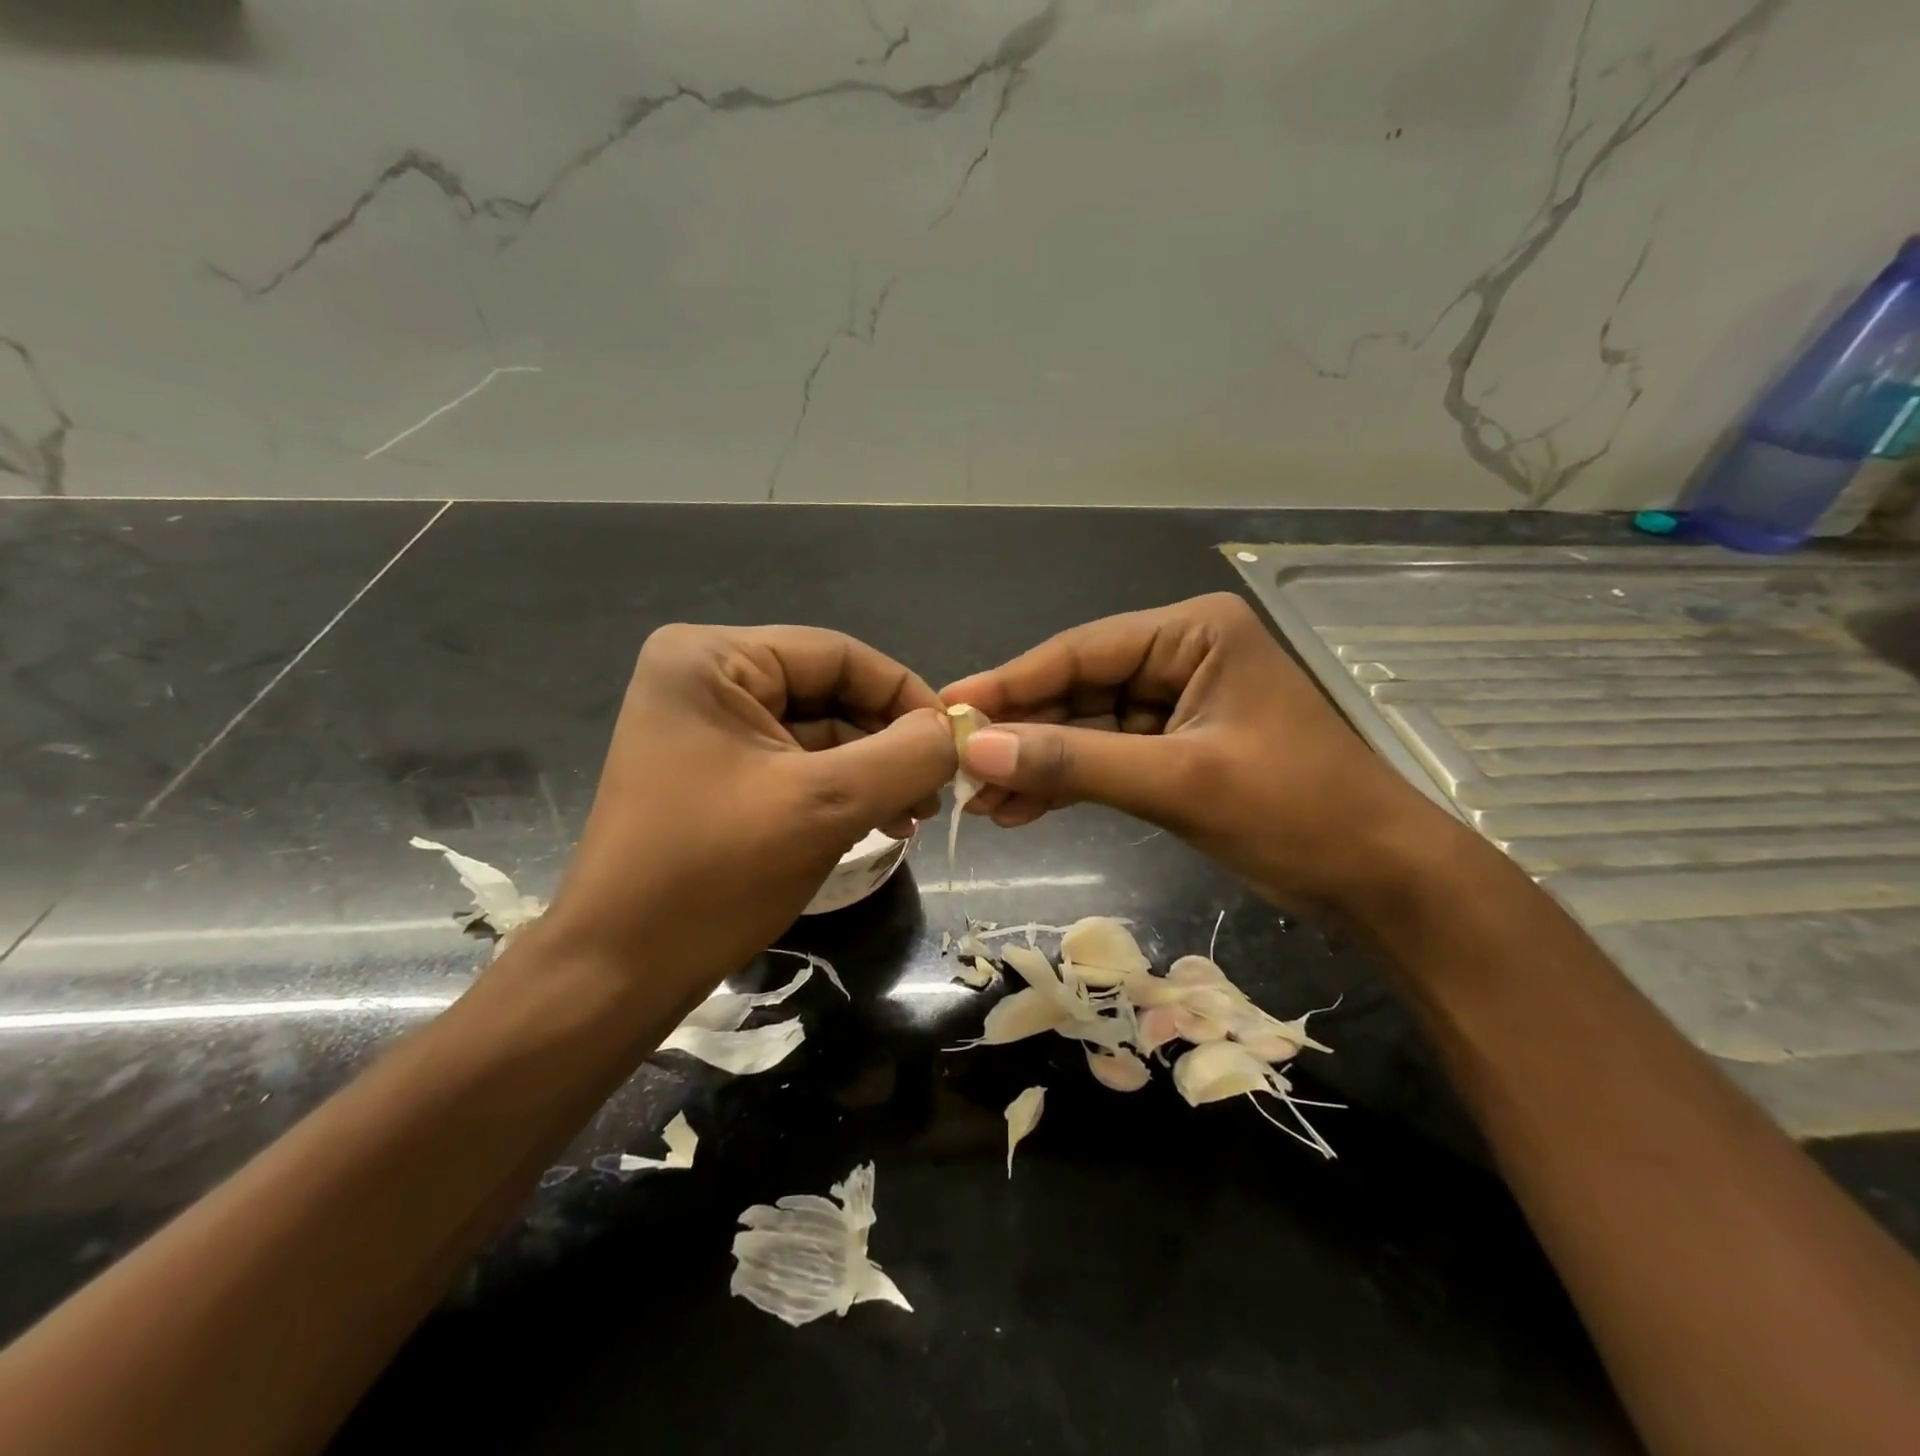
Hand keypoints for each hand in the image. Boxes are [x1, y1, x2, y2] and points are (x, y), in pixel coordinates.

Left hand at [537, 624, 954, 1013]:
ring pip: (819, 732)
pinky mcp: (716, 771)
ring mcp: (708, 727)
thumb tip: (956, 733)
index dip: (905, 695)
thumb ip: (905, 756)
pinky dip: (843, 791)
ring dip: (872, 771)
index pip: (838, 654)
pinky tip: (880, 823)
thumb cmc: (714, 874)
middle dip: (889, 742)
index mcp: (711, 659)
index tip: (955, 745)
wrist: (620, 972)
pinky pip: (797, 765)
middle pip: (829, 692)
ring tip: (913, 817)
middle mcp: (705, 678)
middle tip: (937, 792)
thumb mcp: (824, 805)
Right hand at [941, 593, 1461, 913]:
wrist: (1379, 881)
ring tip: (980, 803)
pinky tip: (1020, 809)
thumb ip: (1074, 763)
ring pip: (1086, 729)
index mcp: (1193, 634)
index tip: (946, 708)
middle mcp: (1181, 657)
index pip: (1080, 651)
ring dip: (1036, 765)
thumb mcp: (1179, 782)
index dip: (1010, 683)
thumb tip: (975, 749)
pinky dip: (1066, 784)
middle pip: (1077, 689)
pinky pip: (1106, 759)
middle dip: (1020, 734)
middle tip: (954, 766)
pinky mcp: (1175, 751)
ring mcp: (1177, 706)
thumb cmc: (1296, 812)